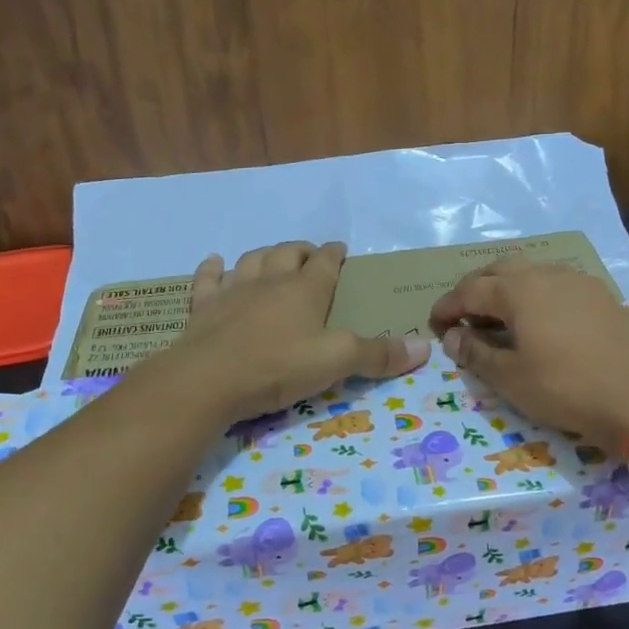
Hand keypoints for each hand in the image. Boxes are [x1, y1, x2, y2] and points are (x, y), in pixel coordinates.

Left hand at [168, 241, 428, 420]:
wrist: (208, 379)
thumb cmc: (278, 366)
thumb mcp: (337, 362)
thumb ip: (379, 354)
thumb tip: (425, 347)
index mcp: (305, 289)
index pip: (325, 262)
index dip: (334, 254)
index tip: (341, 250)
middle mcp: (270, 281)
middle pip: (287, 254)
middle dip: (300, 250)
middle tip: (309, 254)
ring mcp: (233, 291)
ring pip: (251, 260)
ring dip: (264, 254)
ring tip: (272, 256)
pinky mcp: (203, 308)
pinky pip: (208, 279)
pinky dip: (212, 268)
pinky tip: (214, 262)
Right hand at [428, 258, 628, 455]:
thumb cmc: (564, 388)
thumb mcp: (510, 378)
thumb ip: (476, 353)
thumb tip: (453, 335)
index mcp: (518, 290)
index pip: (470, 290)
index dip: (448, 305)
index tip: (435, 322)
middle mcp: (546, 274)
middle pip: (500, 269)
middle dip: (476, 288)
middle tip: (464, 314)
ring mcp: (578, 281)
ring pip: (531, 271)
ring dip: (507, 287)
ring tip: (500, 315)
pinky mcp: (600, 295)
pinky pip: (556, 282)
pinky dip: (536, 293)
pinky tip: (540, 318)